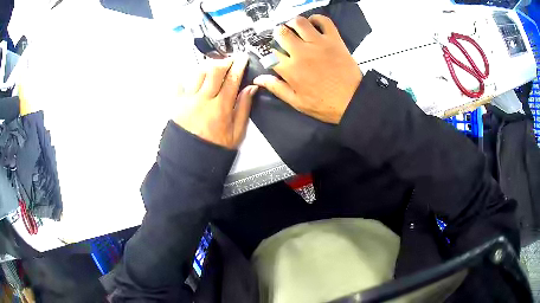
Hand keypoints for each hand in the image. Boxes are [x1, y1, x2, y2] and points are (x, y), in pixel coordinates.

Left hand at [174, 56, 257, 148]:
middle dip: (224, 61)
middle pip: (214, 71)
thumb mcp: (236, 133)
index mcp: (221, 108)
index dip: (239, 66)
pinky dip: (185, 77)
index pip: (232, 79)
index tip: (243, 58)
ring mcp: (188, 100)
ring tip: (213, 67)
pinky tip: (192, 78)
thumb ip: (244, 109)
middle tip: (229, 60)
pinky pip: (179, 84)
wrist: (189, 161)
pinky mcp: (176, 104)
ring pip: (198, 73)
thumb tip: (250, 89)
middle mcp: (203, 100)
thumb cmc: (213, 149)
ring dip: (207, 66)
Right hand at [254, 15, 361, 123]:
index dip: (268, 51)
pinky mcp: (334, 39)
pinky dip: (317, 18)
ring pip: (299, 22)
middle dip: (278, 34)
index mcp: (290, 69)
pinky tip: (313, 24)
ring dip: (293, 23)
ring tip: (295, 28)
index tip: (271, 52)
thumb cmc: (324, 105)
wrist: (353, 101)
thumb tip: (258, 79)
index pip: (270, 52)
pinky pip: (324, 20)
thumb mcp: (297, 102)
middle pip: (281, 32)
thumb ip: (276, 88)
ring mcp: (318, 43)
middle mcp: (301, 52)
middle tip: (283, 38)